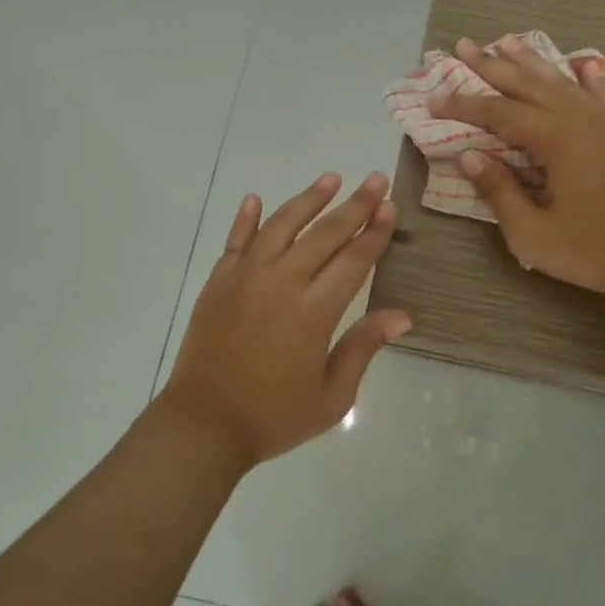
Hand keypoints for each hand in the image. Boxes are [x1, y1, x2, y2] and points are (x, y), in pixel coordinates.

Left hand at [158, 171, 411, 467]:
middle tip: (375, 180)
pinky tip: (255, 199)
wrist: (202, 426)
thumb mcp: (332, 397)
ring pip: (282, 225)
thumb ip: (363, 348)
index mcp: (314, 311)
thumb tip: (402, 315)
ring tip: (330, 178)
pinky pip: (236, 241)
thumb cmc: (273, 417)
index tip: (389, 206)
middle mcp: (282, 282)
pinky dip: (246, 218)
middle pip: (325, 233)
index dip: (375, 232)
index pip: (354, 260)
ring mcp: (245, 277)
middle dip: (355, 205)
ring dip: (309, 199)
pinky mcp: (218, 282)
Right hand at [434, 38, 604, 298]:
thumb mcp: (532, 233)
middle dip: (492, 65)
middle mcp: (581, 119)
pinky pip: (602, 95)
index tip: (433, 99)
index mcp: (556, 139)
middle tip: (463, 45)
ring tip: (507, 41)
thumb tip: (469, 155)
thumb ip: (499, 190)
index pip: (499, 113)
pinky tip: (581, 64)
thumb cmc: (591, 251)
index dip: (463, 105)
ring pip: (562, 82)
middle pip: (528, 84)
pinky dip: (587, 78)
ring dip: (532, 62)